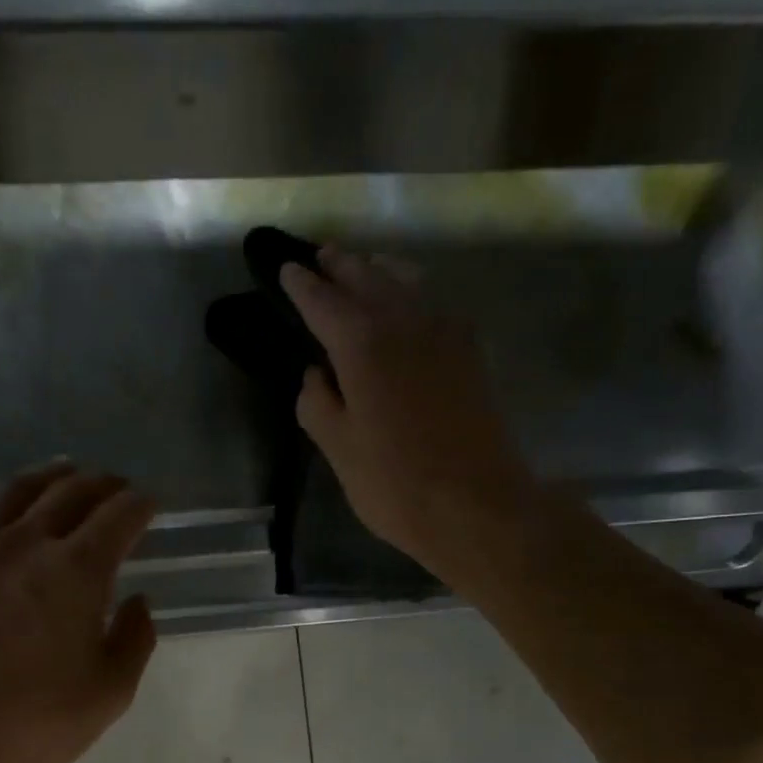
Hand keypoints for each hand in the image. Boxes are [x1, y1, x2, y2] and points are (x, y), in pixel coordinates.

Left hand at [0, 464, 156, 762]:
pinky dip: (1, 510)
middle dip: (103, 484)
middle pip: (71, 492)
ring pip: (18, 492)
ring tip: (66, 474)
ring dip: (51, 478)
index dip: (141, 505)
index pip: (119, 516)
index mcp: (76, 570)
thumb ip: (133, 641)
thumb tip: (137, 602)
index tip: (151, 503)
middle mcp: (26, 543)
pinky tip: (2, 520)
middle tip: (118, 486)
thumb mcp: (107, 694)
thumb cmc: (28, 722)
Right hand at [280, 248, 540, 581]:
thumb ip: (318, 405)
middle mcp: (404, 321)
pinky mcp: (470, 351)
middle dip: (340, 266)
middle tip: (321, 257)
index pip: (322, 301)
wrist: (476, 505)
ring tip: (361, 269)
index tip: (286, 269)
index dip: (301, 284)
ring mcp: (445, 332)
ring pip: (406, 281)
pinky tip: (406, 304)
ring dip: (378, 271)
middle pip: (367, 277)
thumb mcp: (339, 452)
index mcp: (362, 344)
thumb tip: (315, 376)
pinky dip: (411, 292)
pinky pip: (433, 302)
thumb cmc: (396, 486)